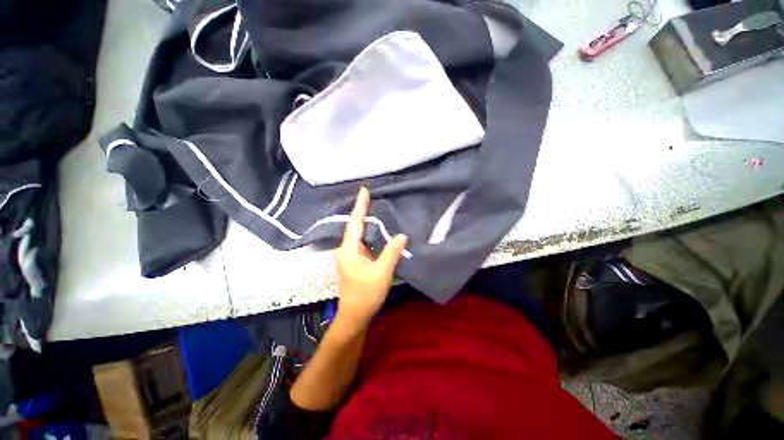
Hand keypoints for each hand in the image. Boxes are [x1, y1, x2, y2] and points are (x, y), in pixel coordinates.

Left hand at [334, 187, 407, 333]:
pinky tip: (378, 230)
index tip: (364, 189)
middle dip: (362, 210)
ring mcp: (351, 255)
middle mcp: (347, 249)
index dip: (360, 205)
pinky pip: (364, 242)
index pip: (355, 222)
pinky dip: (370, 233)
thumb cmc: (366, 294)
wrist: (355, 315)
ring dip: (366, 221)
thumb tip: (402, 235)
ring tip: (375, 207)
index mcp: (349, 249)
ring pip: (359, 234)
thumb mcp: (382, 272)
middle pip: (355, 226)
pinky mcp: (356, 261)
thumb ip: (392, 252)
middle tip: (372, 196)